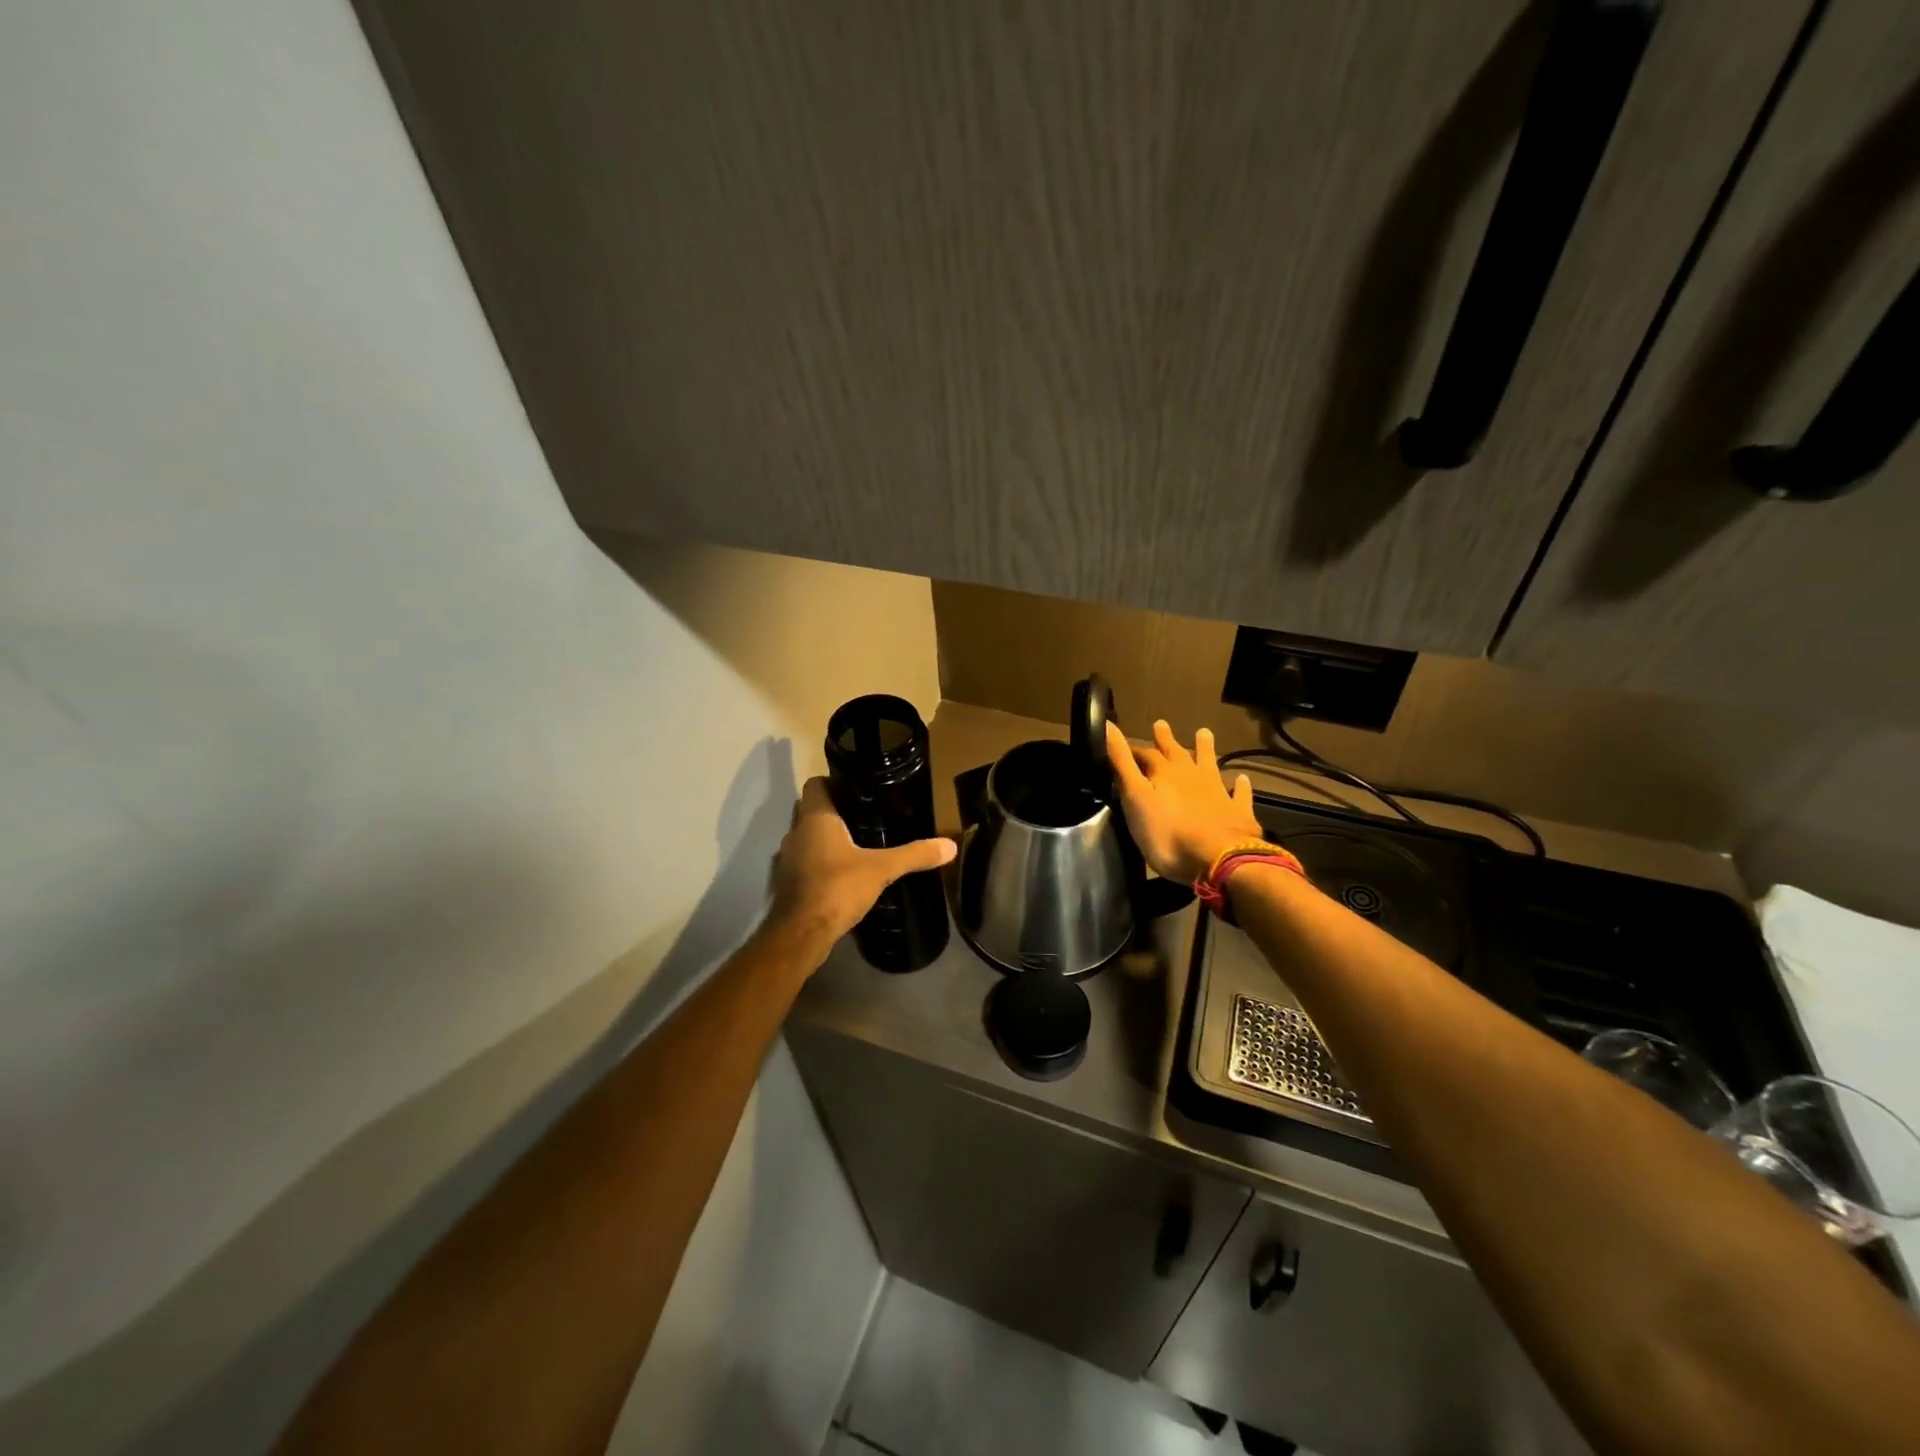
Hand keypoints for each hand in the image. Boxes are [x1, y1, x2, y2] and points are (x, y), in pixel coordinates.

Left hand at [766, 777, 956, 952]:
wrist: (801, 935)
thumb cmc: (837, 888)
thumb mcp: (882, 869)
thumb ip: (914, 854)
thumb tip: (950, 845)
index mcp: (815, 819)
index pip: (815, 784)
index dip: (834, 782)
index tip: (859, 788)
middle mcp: (796, 833)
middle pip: (812, 810)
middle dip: (836, 811)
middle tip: (866, 815)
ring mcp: (788, 859)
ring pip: (808, 838)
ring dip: (827, 840)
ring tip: (859, 844)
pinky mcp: (788, 884)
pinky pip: (806, 863)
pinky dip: (821, 863)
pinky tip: (845, 874)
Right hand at [1106, 720, 1262, 883]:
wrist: (1219, 859)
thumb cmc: (1168, 833)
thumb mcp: (1135, 798)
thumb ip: (1122, 763)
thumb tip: (1107, 724)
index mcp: (1165, 773)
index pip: (1146, 754)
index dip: (1134, 749)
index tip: (1123, 743)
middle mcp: (1192, 776)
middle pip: (1177, 753)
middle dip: (1166, 740)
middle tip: (1161, 723)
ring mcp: (1218, 792)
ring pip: (1209, 764)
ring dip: (1206, 749)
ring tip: (1204, 732)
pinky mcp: (1237, 812)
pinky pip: (1239, 794)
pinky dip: (1240, 786)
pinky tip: (1242, 779)